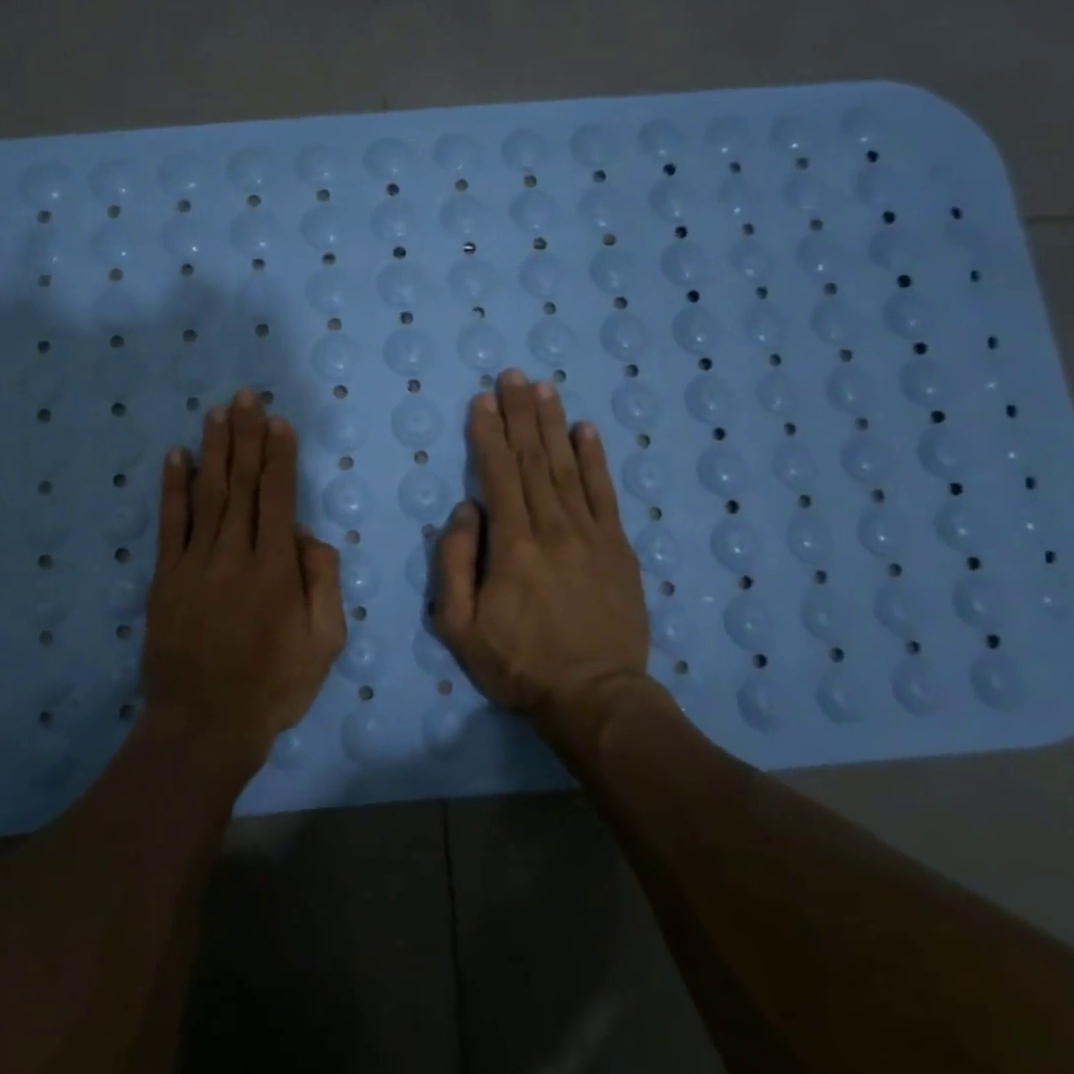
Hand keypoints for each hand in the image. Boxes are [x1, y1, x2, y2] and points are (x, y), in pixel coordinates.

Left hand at [143, 390, 346, 771]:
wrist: (204, 724)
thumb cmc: (273, 687)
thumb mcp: (324, 643)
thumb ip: (323, 583)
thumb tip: (309, 537)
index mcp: (276, 569)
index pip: (279, 498)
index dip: (279, 456)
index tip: (278, 421)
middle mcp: (235, 555)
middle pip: (243, 485)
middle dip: (247, 437)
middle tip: (247, 396)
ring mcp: (196, 564)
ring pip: (209, 495)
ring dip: (214, 450)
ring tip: (218, 412)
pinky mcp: (167, 578)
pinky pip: (171, 524)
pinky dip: (174, 488)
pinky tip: (177, 457)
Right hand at [435, 369, 650, 720]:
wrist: (595, 697)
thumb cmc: (518, 664)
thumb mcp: (459, 627)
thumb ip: (455, 565)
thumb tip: (465, 512)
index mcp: (512, 545)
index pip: (497, 474)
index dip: (488, 434)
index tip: (481, 400)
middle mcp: (552, 528)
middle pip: (532, 460)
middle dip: (519, 414)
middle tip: (512, 375)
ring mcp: (591, 535)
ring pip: (567, 467)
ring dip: (553, 425)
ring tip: (544, 388)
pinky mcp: (618, 547)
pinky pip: (604, 493)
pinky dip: (595, 459)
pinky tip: (587, 430)